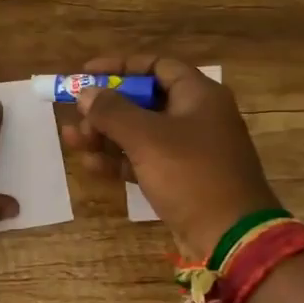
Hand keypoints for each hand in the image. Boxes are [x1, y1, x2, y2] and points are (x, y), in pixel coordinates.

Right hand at [59, 55, 278, 259]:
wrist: (231, 237)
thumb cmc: (191, 175)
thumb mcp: (146, 138)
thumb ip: (112, 111)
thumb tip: (85, 93)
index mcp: (199, 95)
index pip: (156, 65)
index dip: (120, 66)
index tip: (86, 74)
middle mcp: (196, 116)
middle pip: (143, 100)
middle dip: (106, 108)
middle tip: (77, 116)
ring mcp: (190, 149)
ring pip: (140, 132)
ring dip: (105, 134)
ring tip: (73, 141)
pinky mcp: (182, 178)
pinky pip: (144, 159)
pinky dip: (119, 159)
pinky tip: (91, 165)